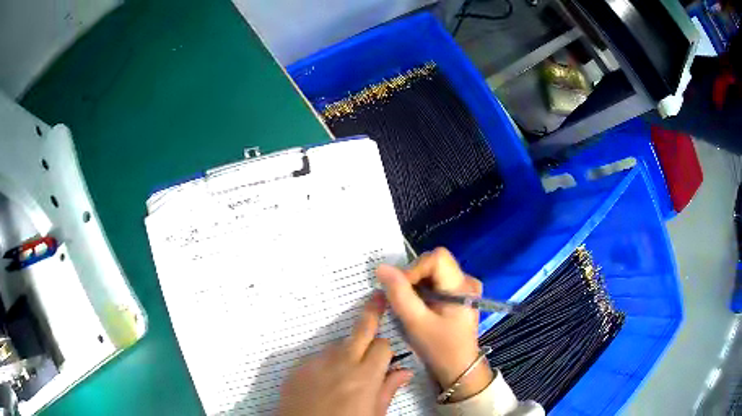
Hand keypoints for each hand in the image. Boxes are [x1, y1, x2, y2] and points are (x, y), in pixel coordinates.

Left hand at [277, 293, 412, 415]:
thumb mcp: (373, 415)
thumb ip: (388, 390)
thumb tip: (405, 372)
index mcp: (365, 377)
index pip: (382, 346)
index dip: (386, 350)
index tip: (385, 355)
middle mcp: (341, 363)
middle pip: (360, 329)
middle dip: (371, 312)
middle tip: (378, 297)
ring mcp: (316, 363)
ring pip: (337, 344)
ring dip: (346, 350)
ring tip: (344, 370)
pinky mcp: (297, 367)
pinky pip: (317, 357)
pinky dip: (325, 363)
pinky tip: (324, 379)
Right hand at [376, 248, 492, 401]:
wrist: (458, 369)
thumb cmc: (440, 348)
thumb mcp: (416, 323)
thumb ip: (399, 294)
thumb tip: (381, 267)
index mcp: (462, 286)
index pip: (437, 258)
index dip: (414, 269)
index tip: (400, 289)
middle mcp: (467, 281)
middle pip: (434, 263)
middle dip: (413, 278)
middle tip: (403, 300)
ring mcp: (464, 288)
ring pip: (433, 272)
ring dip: (416, 285)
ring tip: (410, 306)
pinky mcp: (459, 295)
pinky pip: (436, 282)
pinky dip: (423, 291)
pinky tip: (420, 307)